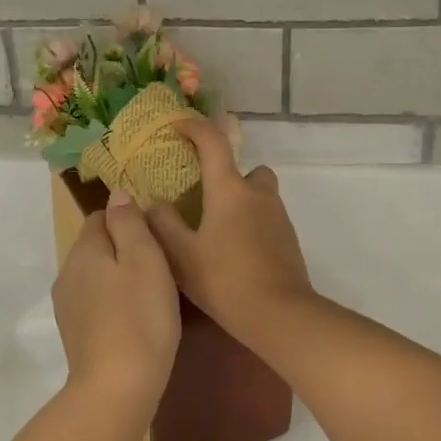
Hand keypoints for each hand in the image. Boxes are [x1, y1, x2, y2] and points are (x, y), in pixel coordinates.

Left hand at [52, 188, 180, 402]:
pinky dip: (113, 303)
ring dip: (118, 278)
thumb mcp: (144, 259)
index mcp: (84, 250)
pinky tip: (135, 319)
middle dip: (123, 249)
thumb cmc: (140, 317)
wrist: (117, 387)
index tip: (156, 238)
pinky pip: (95, 303)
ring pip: (95, 276)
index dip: (128, 220)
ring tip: (150, 294)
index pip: (100, 216)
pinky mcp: (75, 333)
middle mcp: (67, 273)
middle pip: (96, 246)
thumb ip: (129, 222)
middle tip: (160, 266)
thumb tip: (117, 194)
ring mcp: (67, 306)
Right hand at [145, 120, 315, 344]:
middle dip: (228, 175)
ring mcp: (278, 217)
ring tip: (216, 230)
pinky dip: (251, 225)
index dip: (194, 127)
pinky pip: (267, 219)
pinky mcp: (288, 240)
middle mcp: (258, 195)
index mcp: (229, 189)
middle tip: (204, 198)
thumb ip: (163, 224)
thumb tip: (151, 202)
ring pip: (259, 195)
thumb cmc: (225, 279)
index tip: (177, 127)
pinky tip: (234, 252)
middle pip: (247, 169)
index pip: (213, 142)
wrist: (279, 314)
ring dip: (241, 202)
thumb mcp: (182, 255)